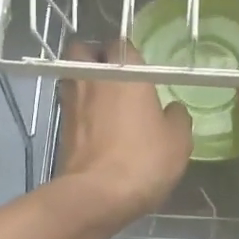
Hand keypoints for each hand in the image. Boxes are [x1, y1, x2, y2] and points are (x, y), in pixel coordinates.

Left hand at [54, 40, 192, 231]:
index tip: (140, 69)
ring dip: (85, 82)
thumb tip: (171, 109)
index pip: (122, 44)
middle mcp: (93, 77)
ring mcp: (71, 101)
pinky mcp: (61, 126)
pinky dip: (80, 110)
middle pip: (84, 50)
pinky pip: (70, 105)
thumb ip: (176, 117)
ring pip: (73, 76)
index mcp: (125, 71)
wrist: (96, 195)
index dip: (129, 54)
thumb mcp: (178, 140)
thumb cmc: (143, 159)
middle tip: (113, 75)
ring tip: (104, 101)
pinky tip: (96, 126)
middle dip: (95, 57)